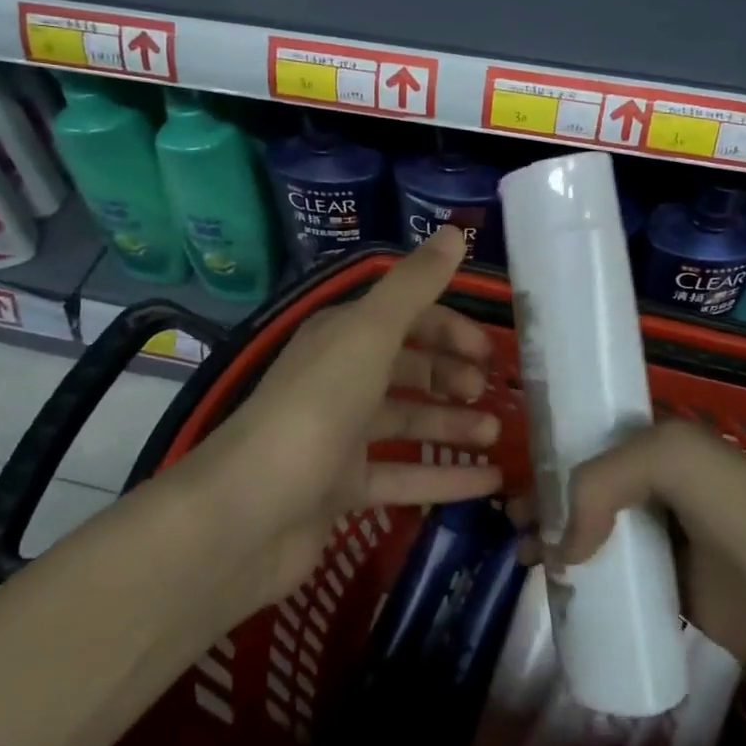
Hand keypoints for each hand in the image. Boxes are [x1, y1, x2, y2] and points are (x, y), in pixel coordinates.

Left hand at [172, 226, 503, 614]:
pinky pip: (402, 476)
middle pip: (406, 368)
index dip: (449, 328)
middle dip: (451, 375)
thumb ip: (414, 285)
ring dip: (452, 425)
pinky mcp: (341, 489)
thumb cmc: (316, 408)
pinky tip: (489, 482)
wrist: (248, 513)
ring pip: (407, 421)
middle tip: (491, 392)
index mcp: (341, 337)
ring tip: (497, 434)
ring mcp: (338, 437)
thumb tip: (455, 232)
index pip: (403, 318)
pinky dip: (444, 477)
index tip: (489, 349)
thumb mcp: (369, 334)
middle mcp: (338, 380)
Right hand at [522, 421, 745, 708]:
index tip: (516, 482)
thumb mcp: (674, 461)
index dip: (553, 456)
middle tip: (512, 529)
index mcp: (666, 447)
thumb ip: (602, 483)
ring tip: (525, 564)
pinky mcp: (682, 595)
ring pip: (602, 538)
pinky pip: (623, 585)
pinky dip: (591, 589)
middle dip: (547, 503)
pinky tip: (562, 601)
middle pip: (591, 491)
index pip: (595, 442)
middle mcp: (666, 489)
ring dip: (561, 546)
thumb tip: (565, 548)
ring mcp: (675, 544)